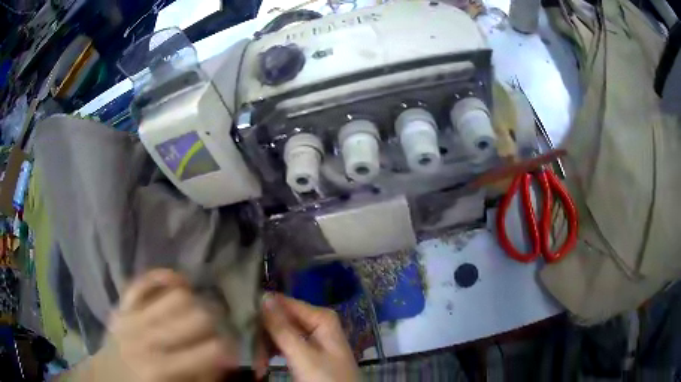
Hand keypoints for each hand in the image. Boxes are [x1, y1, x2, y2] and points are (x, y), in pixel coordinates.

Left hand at [73, 269, 237, 381]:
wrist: (108, 378)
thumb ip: (204, 377)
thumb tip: (226, 359)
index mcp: (162, 369)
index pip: (212, 349)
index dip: (230, 348)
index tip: (233, 352)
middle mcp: (147, 339)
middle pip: (197, 315)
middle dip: (216, 323)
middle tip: (217, 332)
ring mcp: (131, 317)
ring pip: (176, 294)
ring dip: (195, 302)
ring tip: (197, 313)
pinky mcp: (122, 305)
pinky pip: (144, 281)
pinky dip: (163, 277)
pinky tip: (178, 284)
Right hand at [260, 293, 358, 381]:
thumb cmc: (325, 378)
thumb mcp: (302, 355)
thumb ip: (282, 327)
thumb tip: (264, 296)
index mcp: (320, 317)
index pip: (282, 303)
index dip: (261, 312)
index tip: (241, 323)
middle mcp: (316, 322)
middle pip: (280, 320)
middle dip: (263, 337)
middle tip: (253, 355)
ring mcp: (311, 337)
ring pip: (279, 334)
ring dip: (265, 348)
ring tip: (258, 366)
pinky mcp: (306, 351)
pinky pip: (284, 345)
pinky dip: (273, 355)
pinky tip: (263, 366)